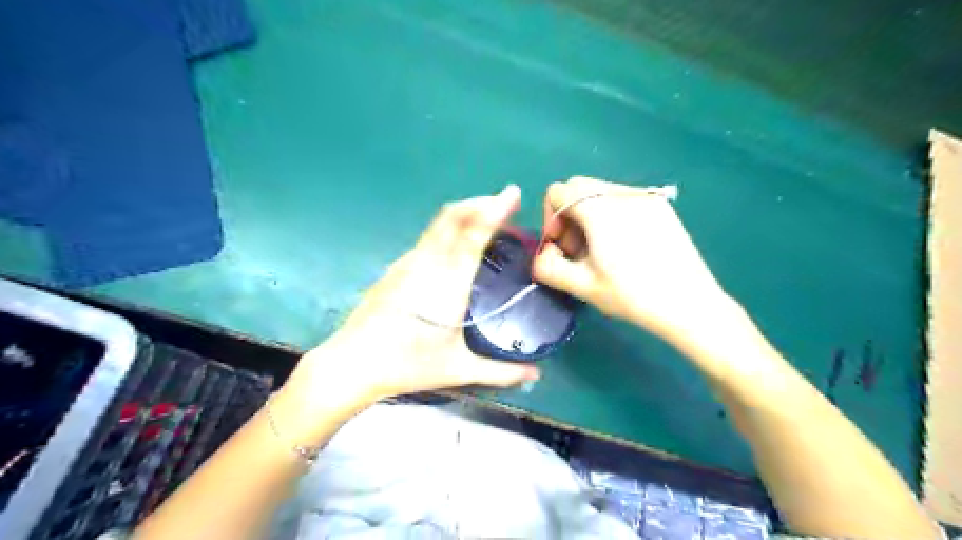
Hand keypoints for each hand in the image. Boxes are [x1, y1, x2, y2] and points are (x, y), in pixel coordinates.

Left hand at [283, 186, 539, 425]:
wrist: (351, 364)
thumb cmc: (407, 366)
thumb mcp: (458, 370)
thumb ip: (501, 372)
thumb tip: (536, 375)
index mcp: (447, 284)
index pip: (472, 234)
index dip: (494, 209)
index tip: (511, 194)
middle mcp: (427, 264)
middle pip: (453, 216)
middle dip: (480, 202)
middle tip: (504, 203)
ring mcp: (407, 263)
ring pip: (438, 224)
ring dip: (464, 213)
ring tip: (485, 220)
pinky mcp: (395, 268)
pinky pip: (428, 237)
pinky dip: (449, 229)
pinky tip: (456, 246)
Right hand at [533, 176, 728, 347]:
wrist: (689, 304)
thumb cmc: (632, 296)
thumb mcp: (581, 286)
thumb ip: (548, 267)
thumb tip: (543, 254)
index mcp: (599, 208)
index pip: (557, 192)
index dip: (550, 219)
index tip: (560, 248)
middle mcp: (621, 193)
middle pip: (578, 187)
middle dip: (568, 215)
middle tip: (578, 250)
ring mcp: (645, 197)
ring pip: (601, 191)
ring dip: (589, 215)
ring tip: (601, 250)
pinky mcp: (661, 206)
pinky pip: (623, 198)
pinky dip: (611, 214)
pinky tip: (624, 246)